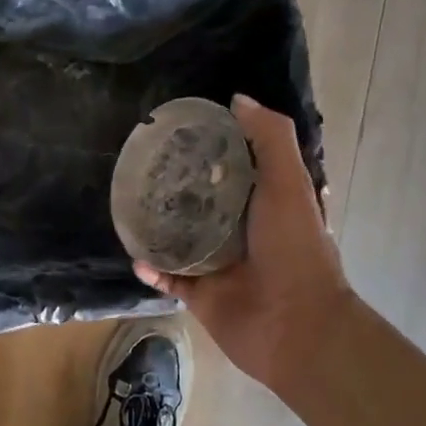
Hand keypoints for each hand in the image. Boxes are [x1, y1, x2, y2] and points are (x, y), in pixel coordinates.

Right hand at [134, 95, 350, 396]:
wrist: (294, 325)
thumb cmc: (294, 249)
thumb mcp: (288, 183)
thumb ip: (268, 139)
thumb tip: (236, 99)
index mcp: (268, 203)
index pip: (239, 168)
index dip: (216, 148)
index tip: (185, 130)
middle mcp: (243, 231)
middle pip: (205, 202)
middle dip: (179, 186)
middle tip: (146, 167)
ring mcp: (220, 265)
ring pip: (181, 239)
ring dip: (159, 226)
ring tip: (130, 205)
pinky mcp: (200, 295)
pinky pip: (168, 278)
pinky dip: (151, 268)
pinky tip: (134, 254)